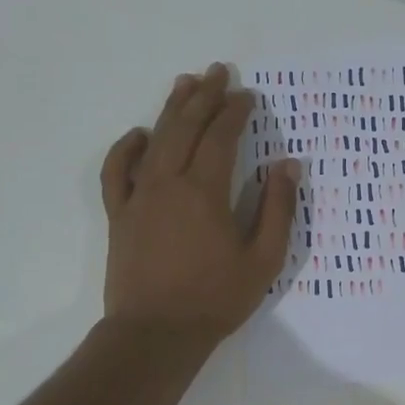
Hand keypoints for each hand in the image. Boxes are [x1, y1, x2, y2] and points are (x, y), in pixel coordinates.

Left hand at [100, 63, 299, 343]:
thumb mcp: (264, 258)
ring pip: (154, 140)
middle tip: (218, 71)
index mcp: (205, 191)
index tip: (247, 95)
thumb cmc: (216, 298)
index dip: (235, 111)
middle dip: (204, 96)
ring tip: (184, 83)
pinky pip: (117, 171)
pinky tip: (139, 134)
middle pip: (185, 127)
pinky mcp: (120, 214)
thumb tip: (287, 165)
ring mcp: (138, 197)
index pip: (221, 136)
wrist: (155, 334)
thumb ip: (277, 208)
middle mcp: (168, 183)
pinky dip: (126, 148)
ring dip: (171, 109)